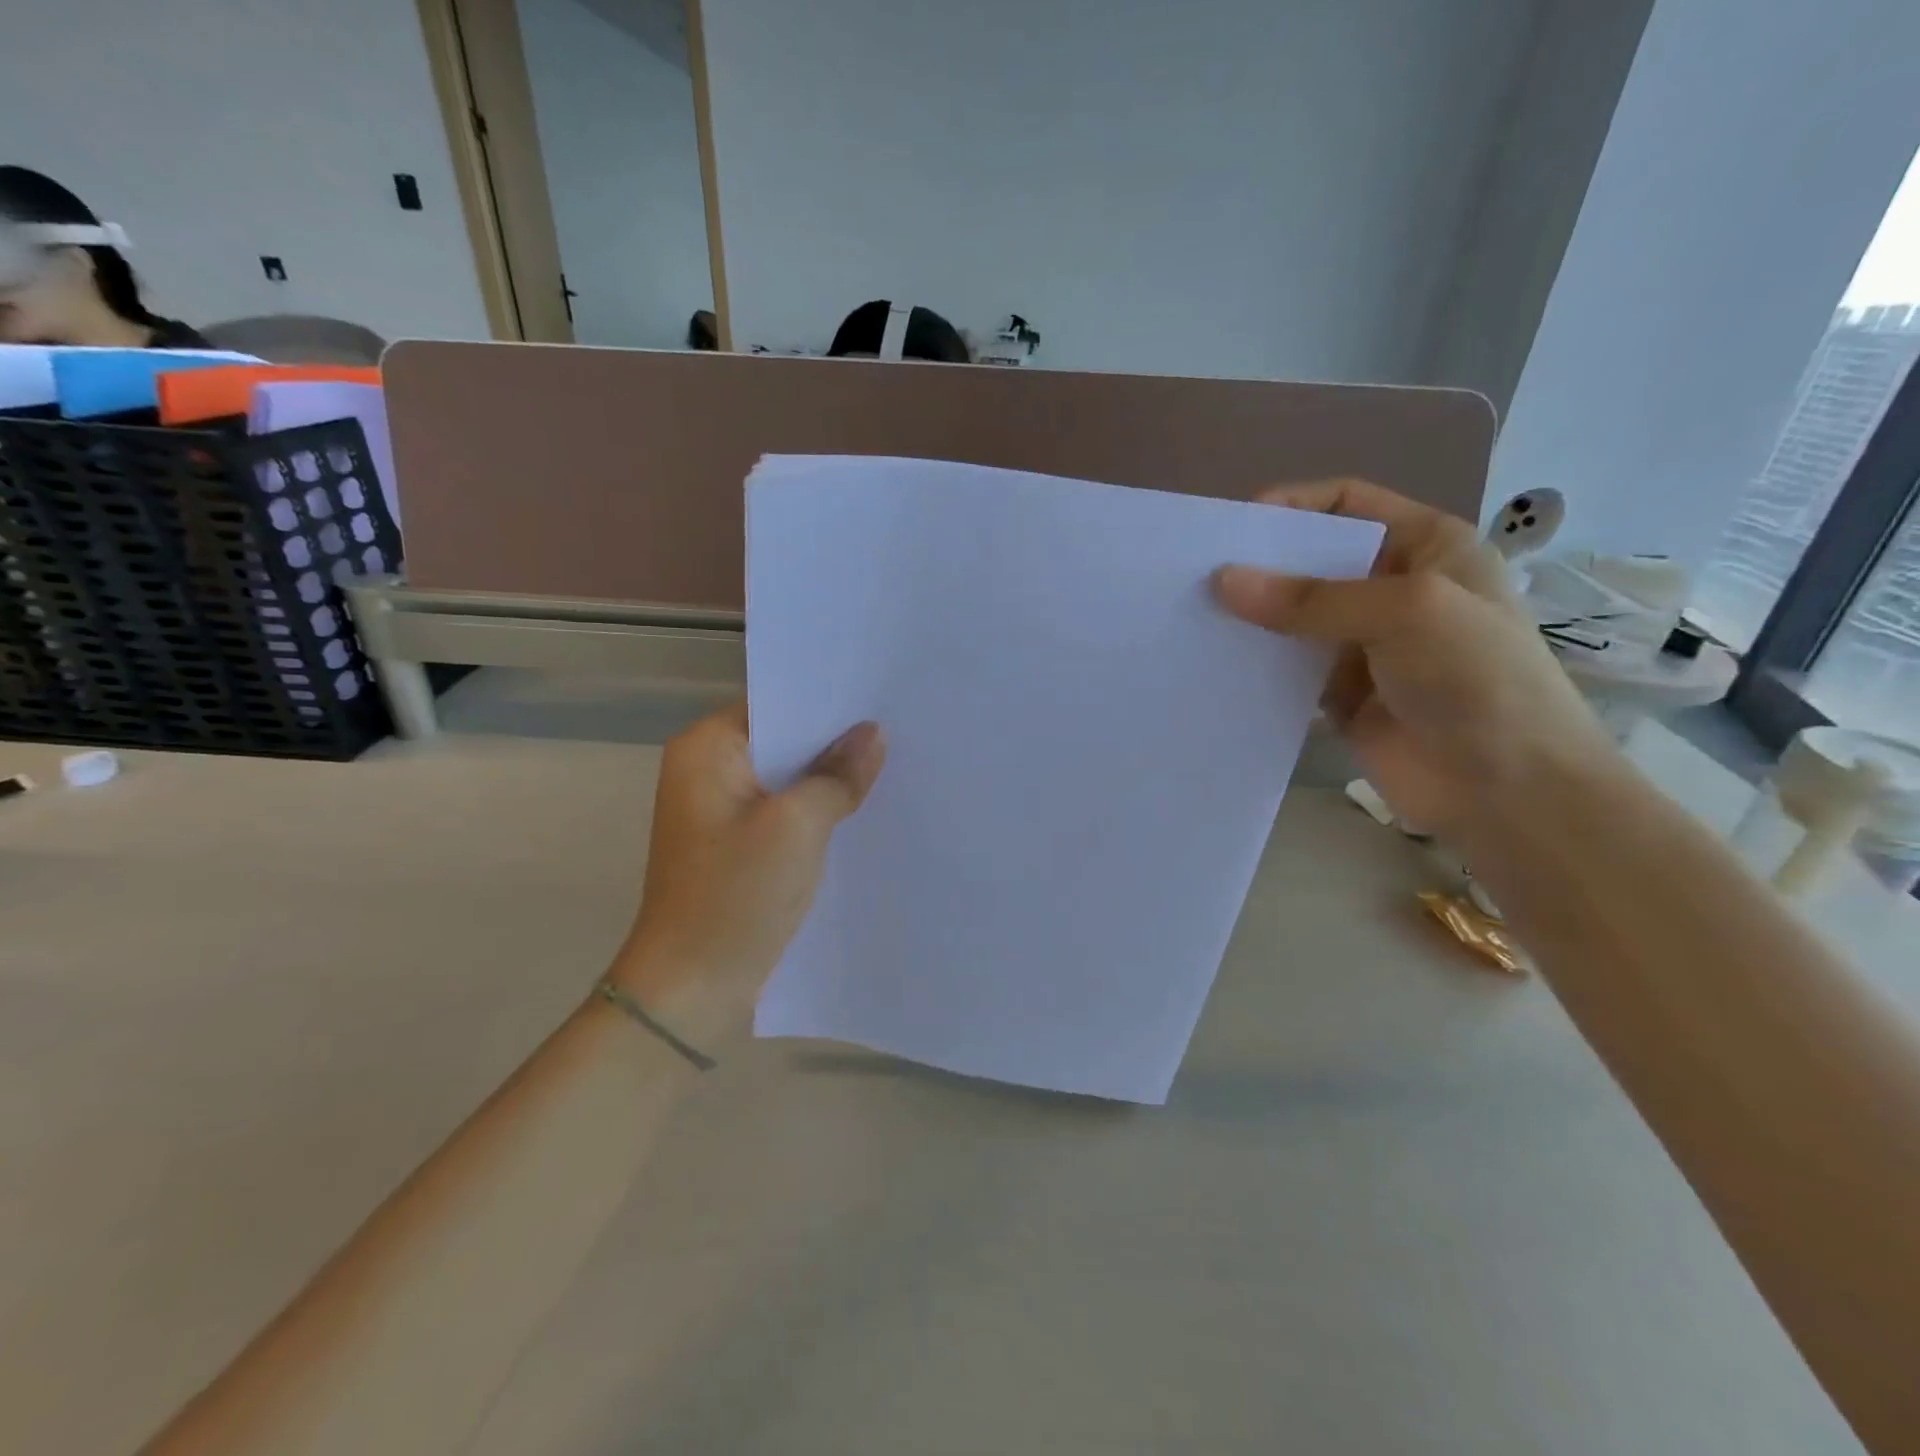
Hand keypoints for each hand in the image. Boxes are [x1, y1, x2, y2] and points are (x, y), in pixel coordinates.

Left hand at [611, 703, 885, 1036]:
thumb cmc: (736, 895)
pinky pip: (785, 810)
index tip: (882, 696)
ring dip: (829, 777)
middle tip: (899, 727)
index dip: (829, 700)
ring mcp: (722, 809)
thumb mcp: (797, 827)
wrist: (692, 988)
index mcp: (707, 749)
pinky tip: (862, 807)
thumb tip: (873, 734)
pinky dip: (818, 808)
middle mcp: (709, 769)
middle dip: (836, 740)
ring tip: (892, 762)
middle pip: (784, 738)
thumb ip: (837, 775)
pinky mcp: (738, 843)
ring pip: (789, 777)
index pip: (776, 702)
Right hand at [1214, 479, 1613, 838]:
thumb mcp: (1406, 614)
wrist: (1507, 790)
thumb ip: (1312, 599)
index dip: (1292, 505)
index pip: (1348, 504)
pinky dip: (1256, 664)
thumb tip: (1223, 581)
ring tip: (1191, 617)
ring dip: (1252, 616)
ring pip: (1293, 617)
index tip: (1231, 527)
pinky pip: (1286, 669)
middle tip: (1195, 575)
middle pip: (1312, 560)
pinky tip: (1215, 663)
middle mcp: (1390, 588)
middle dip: (1260, 564)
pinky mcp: (1338, 695)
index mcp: (1425, 547)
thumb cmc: (1476, 679)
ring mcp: (1363, 645)